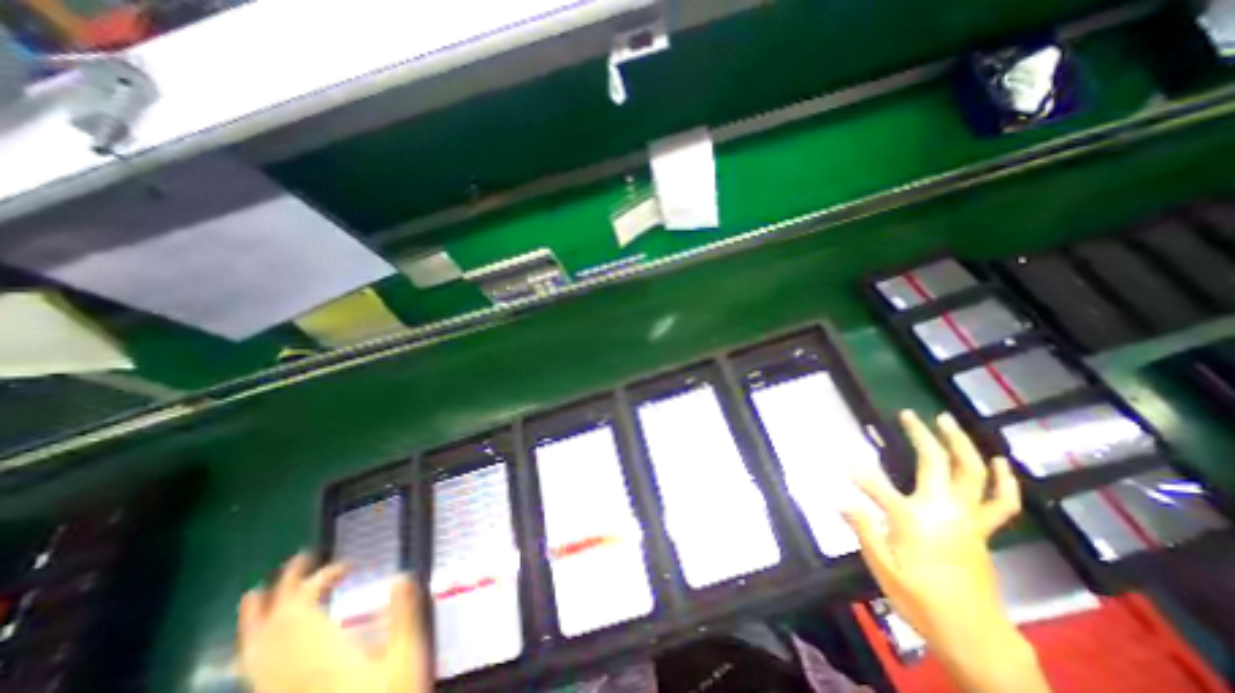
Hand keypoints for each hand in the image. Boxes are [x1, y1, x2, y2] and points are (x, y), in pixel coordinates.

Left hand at [238, 556, 430, 692]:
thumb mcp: (405, 658)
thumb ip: (403, 616)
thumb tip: (401, 576)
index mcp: (322, 654)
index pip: (307, 605)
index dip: (322, 578)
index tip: (348, 566)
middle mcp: (291, 671)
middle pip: (275, 623)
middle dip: (285, 586)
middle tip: (300, 558)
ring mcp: (278, 691)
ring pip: (254, 651)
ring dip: (256, 618)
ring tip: (254, 595)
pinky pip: (253, 672)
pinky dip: (253, 649)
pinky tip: (255, 645)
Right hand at [845, 412, 1044, 692]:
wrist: (975, 636)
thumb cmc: (920, 599)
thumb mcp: (882, 567)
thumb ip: (862, 529)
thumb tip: (839, 500)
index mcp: (912, 519)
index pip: (873, 484)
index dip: (854, 468)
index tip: (839, 452)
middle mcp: (943, 511)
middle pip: (935, 463)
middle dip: (920, 436)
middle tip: (909, 415)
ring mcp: (968, 518)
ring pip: (972, 472)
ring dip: (960, 443)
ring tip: (947, 420)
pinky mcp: (982, 528)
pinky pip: (1000, 501)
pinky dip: (1003, 480)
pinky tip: (1000, 461)